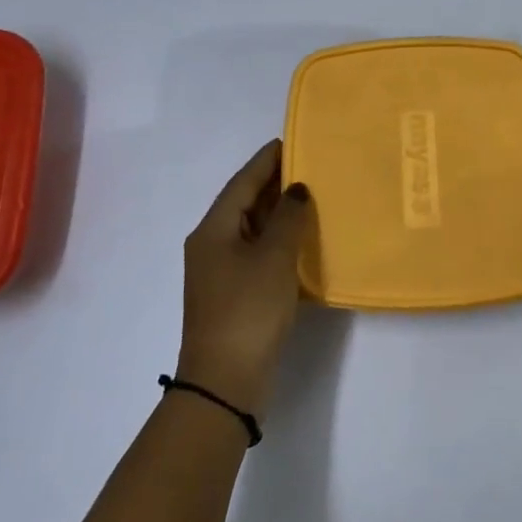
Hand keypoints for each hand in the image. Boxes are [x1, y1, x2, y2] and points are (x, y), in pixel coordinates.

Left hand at [178, 139, 314, 417]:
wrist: (225, 380)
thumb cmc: (248, 309)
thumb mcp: (273, 258)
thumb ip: (288, 218)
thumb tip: (296, 190)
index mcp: (213, 230)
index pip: (242, 183)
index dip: (265, 161)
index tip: (290, 141)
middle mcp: (211, 245)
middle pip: (244, 204)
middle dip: (274, 184)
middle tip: (309, 166)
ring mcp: (220, 272)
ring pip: (251, 230)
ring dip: (278, 214)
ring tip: (311, 197)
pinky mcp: (233, 294)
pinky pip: (257, 253)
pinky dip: (278, 241)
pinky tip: (302, 241)